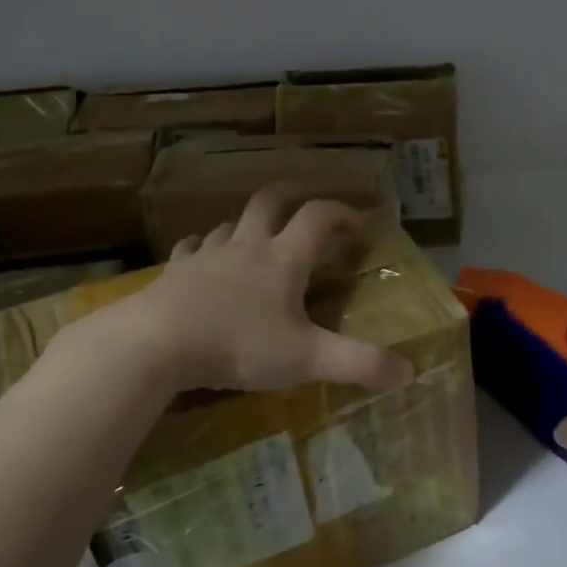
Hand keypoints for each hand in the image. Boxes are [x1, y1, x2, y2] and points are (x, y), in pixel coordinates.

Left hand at [59, 185, 414, 395]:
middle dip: (292, 195)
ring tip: (257, 237)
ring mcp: (207, 256)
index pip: (318, 218)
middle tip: (307, 203)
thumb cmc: (238, 345)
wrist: (156, 343)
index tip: (359, 221)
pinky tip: (202, 259)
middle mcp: (247, 246)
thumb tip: (410, 372)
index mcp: (283, 259)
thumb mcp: (306, 359)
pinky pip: (192, 248)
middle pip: (271, 201)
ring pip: (230, 223)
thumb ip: (359, 364)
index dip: (342, 212)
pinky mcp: (174, 272)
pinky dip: (204, 248)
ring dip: (248, 223)